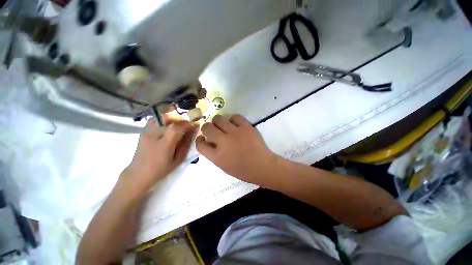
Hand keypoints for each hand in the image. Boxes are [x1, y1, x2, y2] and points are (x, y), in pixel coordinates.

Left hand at [122, 117, 197, 194]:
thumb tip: (192, 132)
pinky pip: (156, 120)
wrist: (138, 174)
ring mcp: (146, 132)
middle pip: (168, 119)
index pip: (176, 128)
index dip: (187, 124)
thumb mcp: (178, 159)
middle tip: (187, 125)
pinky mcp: (143, 131)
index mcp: (163, 145)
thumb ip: (186, 144)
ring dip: (173, 118)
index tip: (195, 125)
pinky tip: (168, 126)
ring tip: (179, 125)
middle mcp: (153, 135)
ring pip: (161, 117)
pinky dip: (165, 120)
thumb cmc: (161, 169)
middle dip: (181, 120)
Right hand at [196, 114, 276, 185]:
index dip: (199, 140)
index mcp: (217, 156)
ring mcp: (235, 132)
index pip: (200, 144)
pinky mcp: (246, 127)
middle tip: (212, 130)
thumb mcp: (224, 166)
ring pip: (218, 119)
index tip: (202, 138)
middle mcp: (223, 142)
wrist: (262, 166)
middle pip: (206, 128)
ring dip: (217, 121)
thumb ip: (214, 154)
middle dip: (206, 128)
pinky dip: (232, 119)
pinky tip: (234, 124)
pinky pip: (235, 116)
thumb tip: (209, 141)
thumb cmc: (243, 170)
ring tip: (222, 125)